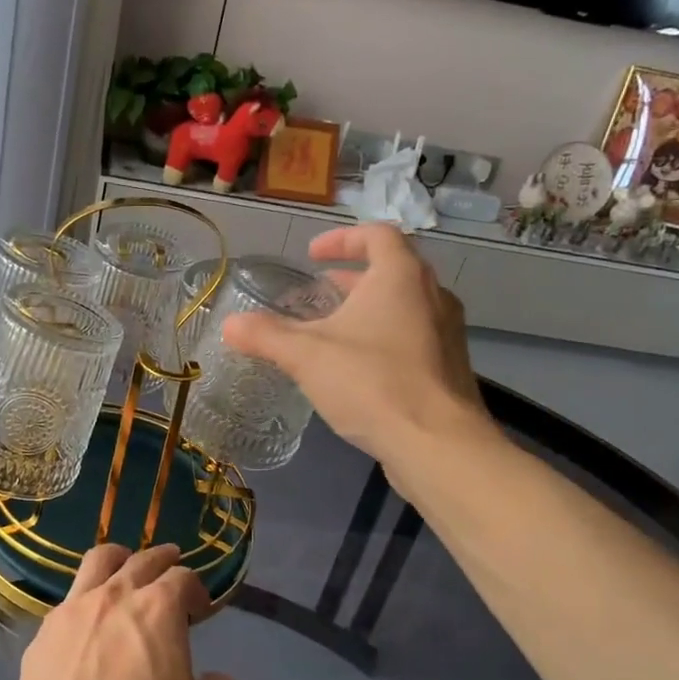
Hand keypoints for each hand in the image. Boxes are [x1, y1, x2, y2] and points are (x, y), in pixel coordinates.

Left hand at [11, 543, 243, 679]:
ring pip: (98, 561)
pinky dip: (86, 600)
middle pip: (143, 559)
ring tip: (125, 568)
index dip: (197, 590)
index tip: (200, 609)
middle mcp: (115, 594)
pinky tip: (88, 622)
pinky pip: (69, 600)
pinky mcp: (44, 632)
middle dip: (163, 559)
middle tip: (171, 567)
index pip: (184, 578)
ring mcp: (74, 609)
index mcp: (158, 607)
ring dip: (120, 559)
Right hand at [223, 223, 495, 462]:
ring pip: (404, 306)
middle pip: (392, 270)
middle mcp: (432, 295)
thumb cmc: (372, 383)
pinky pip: (413, 337)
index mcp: (401, 277)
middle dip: (351, 278)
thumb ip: (266, 336)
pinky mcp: (449, 367)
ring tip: (332, 330)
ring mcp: (447, 332)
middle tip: (317, 292)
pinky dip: (383, 338)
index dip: (342, 239)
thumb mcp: (307, 356)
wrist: (437, 445)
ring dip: (368, 309)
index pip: (377, 234)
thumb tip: (229, 325)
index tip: (312, 256)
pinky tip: (357, 369)